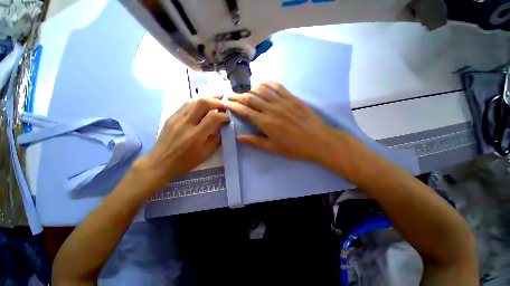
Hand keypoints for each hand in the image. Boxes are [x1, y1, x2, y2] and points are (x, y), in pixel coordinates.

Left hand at [138, 96, 228, 189]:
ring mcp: (177, 118)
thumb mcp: (205, 154)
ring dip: (207, 98)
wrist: (160, 163)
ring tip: (216, 99)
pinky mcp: (171, 117)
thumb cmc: (185, 162)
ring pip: (194, 101)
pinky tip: (202, 104)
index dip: (223, 116)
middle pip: (202, 103)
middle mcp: (186, 123)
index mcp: (196, 136)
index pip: (213, 118)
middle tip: (224, 104)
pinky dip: (197, 102)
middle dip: (216, 101)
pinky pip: (186, 105)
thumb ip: (216, 139)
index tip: (228, 118)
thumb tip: (221, 127)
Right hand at [226, 81, 349, 163]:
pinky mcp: (292, 97)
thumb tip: (238, 137)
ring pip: (262, 90)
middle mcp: (272, 109)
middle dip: (238, 96)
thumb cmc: (295, 147)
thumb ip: (255, 142)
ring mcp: (283, 101)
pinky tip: (261, 82)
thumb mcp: (273, 148)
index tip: (227, 103)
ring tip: (243, 90)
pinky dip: (268, 82)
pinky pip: (277, 86)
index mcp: (266, 123)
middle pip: (251, 98)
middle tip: (231, 95)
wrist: (318, 140)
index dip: (234, 106)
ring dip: (250, 89)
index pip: (246, 111)